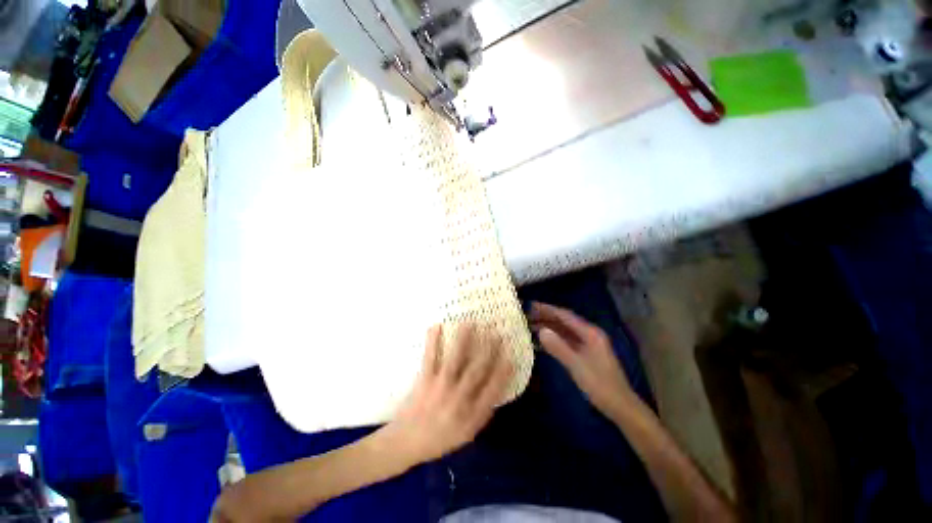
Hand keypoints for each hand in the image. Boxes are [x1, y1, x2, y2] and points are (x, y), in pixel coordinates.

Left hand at [381, 323, 512, 465]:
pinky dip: (433, 341)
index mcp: (471, 415)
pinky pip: (430, 357)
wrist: (407, 443)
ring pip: (455, 360)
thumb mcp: (467, 434)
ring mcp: (440, 388)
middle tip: (495, 333)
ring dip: (463, 340)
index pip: (492, 390)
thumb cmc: (440, 439)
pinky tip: (436, 326)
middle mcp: (458, 399)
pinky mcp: (424, 380)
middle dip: (488, 350)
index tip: (510, 355)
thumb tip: (497, 390)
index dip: (503, 372)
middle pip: (476, 370)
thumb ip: (483, 413)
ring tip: (469, 323)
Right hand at [529, 302, 636, 416]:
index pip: (565, 315)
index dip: (547, 309)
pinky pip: (566, 341)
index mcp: (590, 333)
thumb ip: (558, 347)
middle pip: (564, 321)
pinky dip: (553, 340)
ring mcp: (587, 344)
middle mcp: (589, 334)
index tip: (531, 305)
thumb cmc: (600, 385)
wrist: (620, 407)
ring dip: (548, 328)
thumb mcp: (577, 365)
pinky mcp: (584, 354)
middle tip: (526, 315)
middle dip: (546, 317)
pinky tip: (540, 342)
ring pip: (564, 331)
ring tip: (529, 325)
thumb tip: (541, 331)